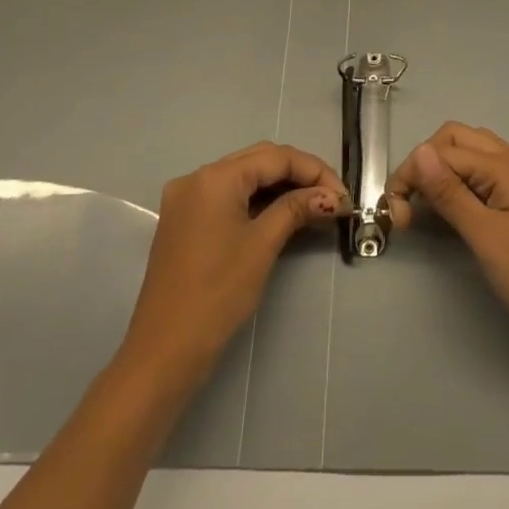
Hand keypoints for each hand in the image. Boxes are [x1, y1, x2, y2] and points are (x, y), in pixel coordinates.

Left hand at [119, 143, 346, 390]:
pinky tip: (285, 215)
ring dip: (281, 188)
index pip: (276, 157)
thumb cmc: (217, 293)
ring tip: (316, 207)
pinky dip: (259, 202)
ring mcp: (187, 200)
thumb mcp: (262, 245)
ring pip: (245, 178)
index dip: (315, 172)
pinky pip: (230, 197)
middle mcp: (197, 178)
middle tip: (334, 199)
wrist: (164, 351)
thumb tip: (331, 197)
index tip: (344, 197)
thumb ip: (297, 209)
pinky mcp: (185, 221)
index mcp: (214, 177)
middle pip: (259, 161)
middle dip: (300, 175)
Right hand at [389, 123, 508, 354]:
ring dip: (444, 172)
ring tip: (426, 209)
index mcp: (508, 166)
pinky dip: (462, 184)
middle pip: (459, 139)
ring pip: (473, 155)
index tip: (395, 212)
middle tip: (410, 205)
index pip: (445, 150)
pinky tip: (453, 212)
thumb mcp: (485, 236)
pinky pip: (486, 175)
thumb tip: (419, 151)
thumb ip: (450, 192)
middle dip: (427, 163)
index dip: (413, 173)